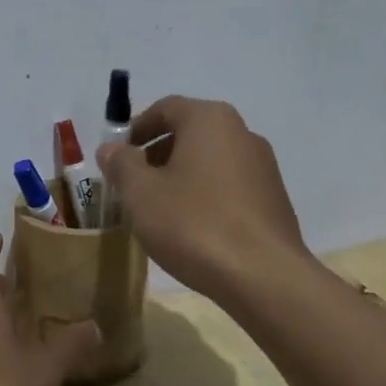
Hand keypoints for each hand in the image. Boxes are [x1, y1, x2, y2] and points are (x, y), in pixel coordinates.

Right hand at [96, 96, 310, 302]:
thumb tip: (111, 148)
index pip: (165, 108)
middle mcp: (242, 132)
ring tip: (159, 210)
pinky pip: (229, 185)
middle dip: (157, 155)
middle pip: (189, 133)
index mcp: (210, 120)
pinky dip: (205, 195)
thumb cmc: (194, 224)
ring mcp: (263, 166)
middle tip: (132, 185)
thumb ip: (122, 164)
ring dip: (180, 176)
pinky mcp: (274, 198)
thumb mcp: (142, 194)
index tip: (117, 156)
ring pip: (210, 160)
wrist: (263, 276)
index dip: (136, 129)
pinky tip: (192, 228)